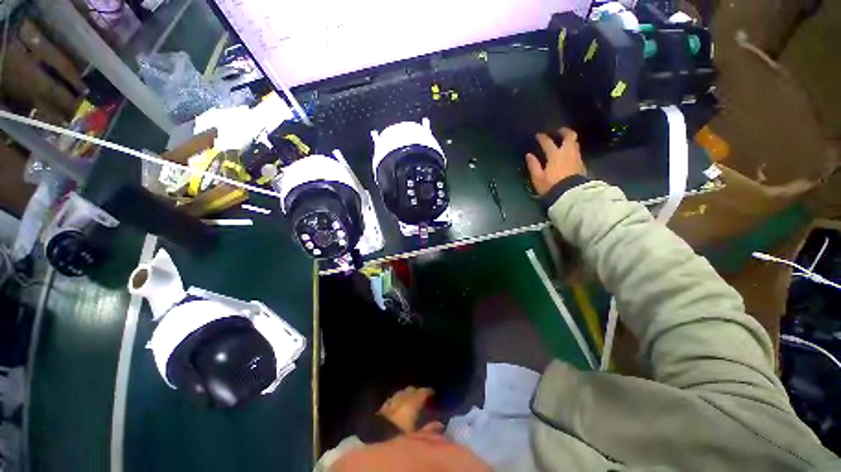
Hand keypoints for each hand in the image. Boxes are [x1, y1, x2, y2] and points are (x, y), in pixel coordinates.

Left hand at [378, 386, 433, 432]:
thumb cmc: (400, 435)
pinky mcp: (380, 409)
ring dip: (404, 396)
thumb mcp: (418, 435)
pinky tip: (395, 407)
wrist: (377, 437)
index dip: (428, 392)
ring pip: (399, 394)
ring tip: (408, 400)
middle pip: (409, 391)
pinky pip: (390, 402)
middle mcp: (401, 398)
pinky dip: (394, 402)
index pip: (422, 392)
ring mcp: (390, 402)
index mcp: (411, 402)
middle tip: (421, 396)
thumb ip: (429, 429)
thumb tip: (439, 424)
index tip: (433, 393)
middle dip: (415, 392)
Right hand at [525, 127, 585, 195]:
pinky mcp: (582, 164)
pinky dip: (573, 149)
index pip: (548, 142)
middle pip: (569, 136)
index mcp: (555, 155)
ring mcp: (576, 158)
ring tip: (565, 141)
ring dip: (570, 140)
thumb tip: (529, 155)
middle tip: (559, 131)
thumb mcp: (538, 178)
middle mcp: (567, 153)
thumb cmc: (551, 186)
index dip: (542, 138)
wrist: (571, 195)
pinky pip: (577, 152)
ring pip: (575, 143)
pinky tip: (569, 154)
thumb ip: (533, 165)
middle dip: (564, 132)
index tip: (538, 135)